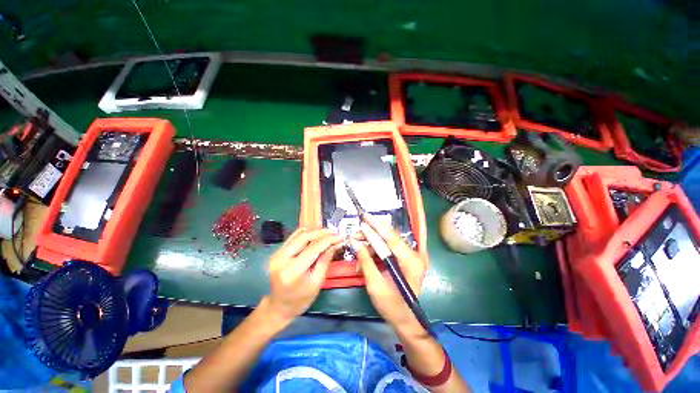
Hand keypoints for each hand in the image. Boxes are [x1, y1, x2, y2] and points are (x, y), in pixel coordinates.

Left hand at [265, 228, 340, 320]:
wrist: (279, 307)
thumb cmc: (301, 299)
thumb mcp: (317, 282)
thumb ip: (325, 260)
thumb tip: (336, 243)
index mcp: (293, 270)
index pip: (313, 247)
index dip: (328, 240)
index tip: (340, 237)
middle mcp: (282, 258)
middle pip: (304, 236)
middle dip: (322, 233)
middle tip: (335, 233)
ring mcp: (277, 253)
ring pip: (299, 233)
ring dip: (315, 231)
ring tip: (328, 234)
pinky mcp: (277, 251)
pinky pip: (294, 236)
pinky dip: (307, 233)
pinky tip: (316, 236)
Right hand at [355, 215, 428, 332]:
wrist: (406, 320)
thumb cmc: (392, 306)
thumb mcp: (375, 285)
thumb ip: (365, 261)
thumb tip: (355, 243)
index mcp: (411, 262)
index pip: (392, 238)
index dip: (376, 226)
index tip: (364, 217)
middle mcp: (414, 255)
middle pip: (390, 237)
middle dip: (371, 233)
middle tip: (356, 234)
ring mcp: (412, 256)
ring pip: (388, 242)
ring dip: (371, 243)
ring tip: (357, 246)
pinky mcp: (406, 259)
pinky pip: (389, 248)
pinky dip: (376, 250)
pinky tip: (365, 254)